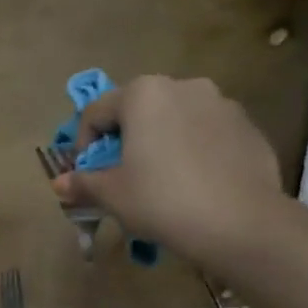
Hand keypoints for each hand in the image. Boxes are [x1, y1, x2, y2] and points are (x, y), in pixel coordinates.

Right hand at [50, 75, 285, 266]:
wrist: (239, 222)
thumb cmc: (162, 201)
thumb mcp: (112, 196)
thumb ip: (83, 184)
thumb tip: (59, 184)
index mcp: (144, 94)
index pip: (96, 112)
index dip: (83, 145)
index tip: (86, 175)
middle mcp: (184, 86)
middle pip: (139, 110)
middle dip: (125, 141)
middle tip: (122, 177)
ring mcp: (222, 104)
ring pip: (176, 120)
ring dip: (161, 143)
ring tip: (162, 181)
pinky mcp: (247, 127)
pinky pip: (208, 135)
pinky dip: (194, 152)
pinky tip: (195, 185)